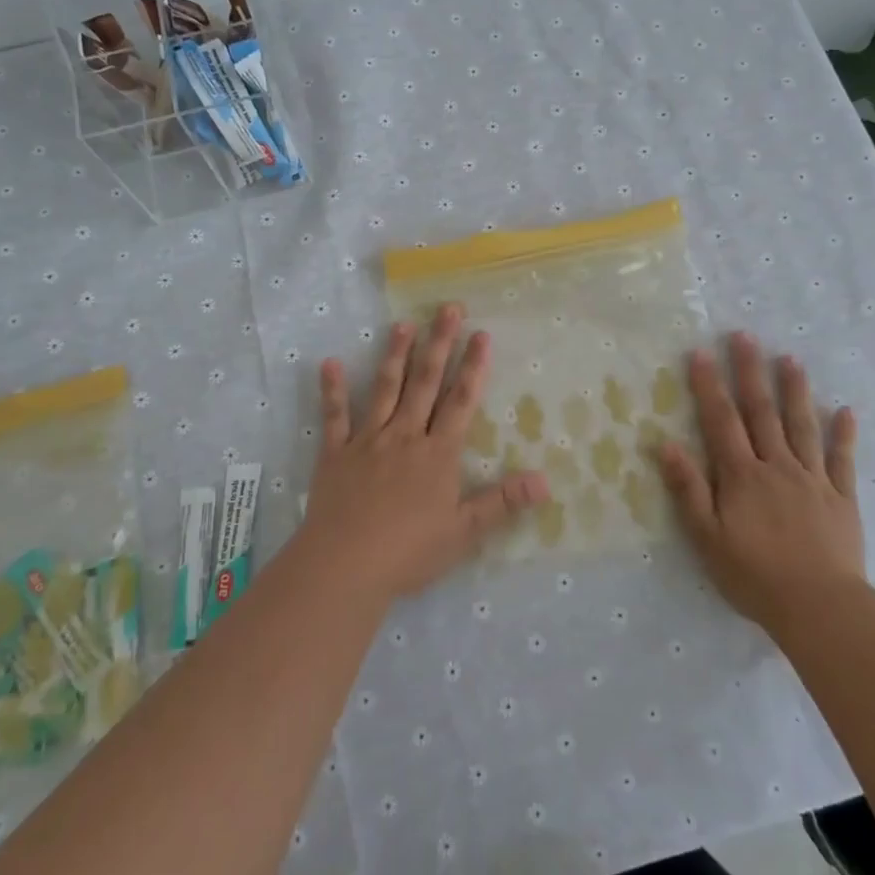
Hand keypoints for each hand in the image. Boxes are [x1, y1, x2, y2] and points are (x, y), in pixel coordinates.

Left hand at [301, 304, 547, 603]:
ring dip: (395, 355)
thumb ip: (503, 502)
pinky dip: (332, 390)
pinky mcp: (335, 453)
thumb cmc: (409, 551)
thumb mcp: (464, 532)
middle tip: (448, 308)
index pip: (461, 401)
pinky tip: (328, 363)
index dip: (473, 367)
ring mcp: (367, 441)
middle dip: (439, 344)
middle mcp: (405, 436)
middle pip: (425, 383)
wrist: (345, 565)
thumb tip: (546, 481)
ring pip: (385, 389)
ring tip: (403, 324)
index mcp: (437, 453)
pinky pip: (334, 417)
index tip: (481, 334)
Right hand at [658, 333, 861, 636]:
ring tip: (790, 359)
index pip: (721, 421)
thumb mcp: (706, 537)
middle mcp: (777, 466)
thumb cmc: (754, 575)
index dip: (709, 385)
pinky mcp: (842, 498)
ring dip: (795, 390)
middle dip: (750, 372)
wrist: (819, 608)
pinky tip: (846, 411)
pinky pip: (843, 460)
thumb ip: (688, 488)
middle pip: (761, 411)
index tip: (700, 352)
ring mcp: (813, 479)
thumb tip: (665, 444)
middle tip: (745, 336)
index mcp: (742, 475)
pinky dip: (844, 434)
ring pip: (802, 426)